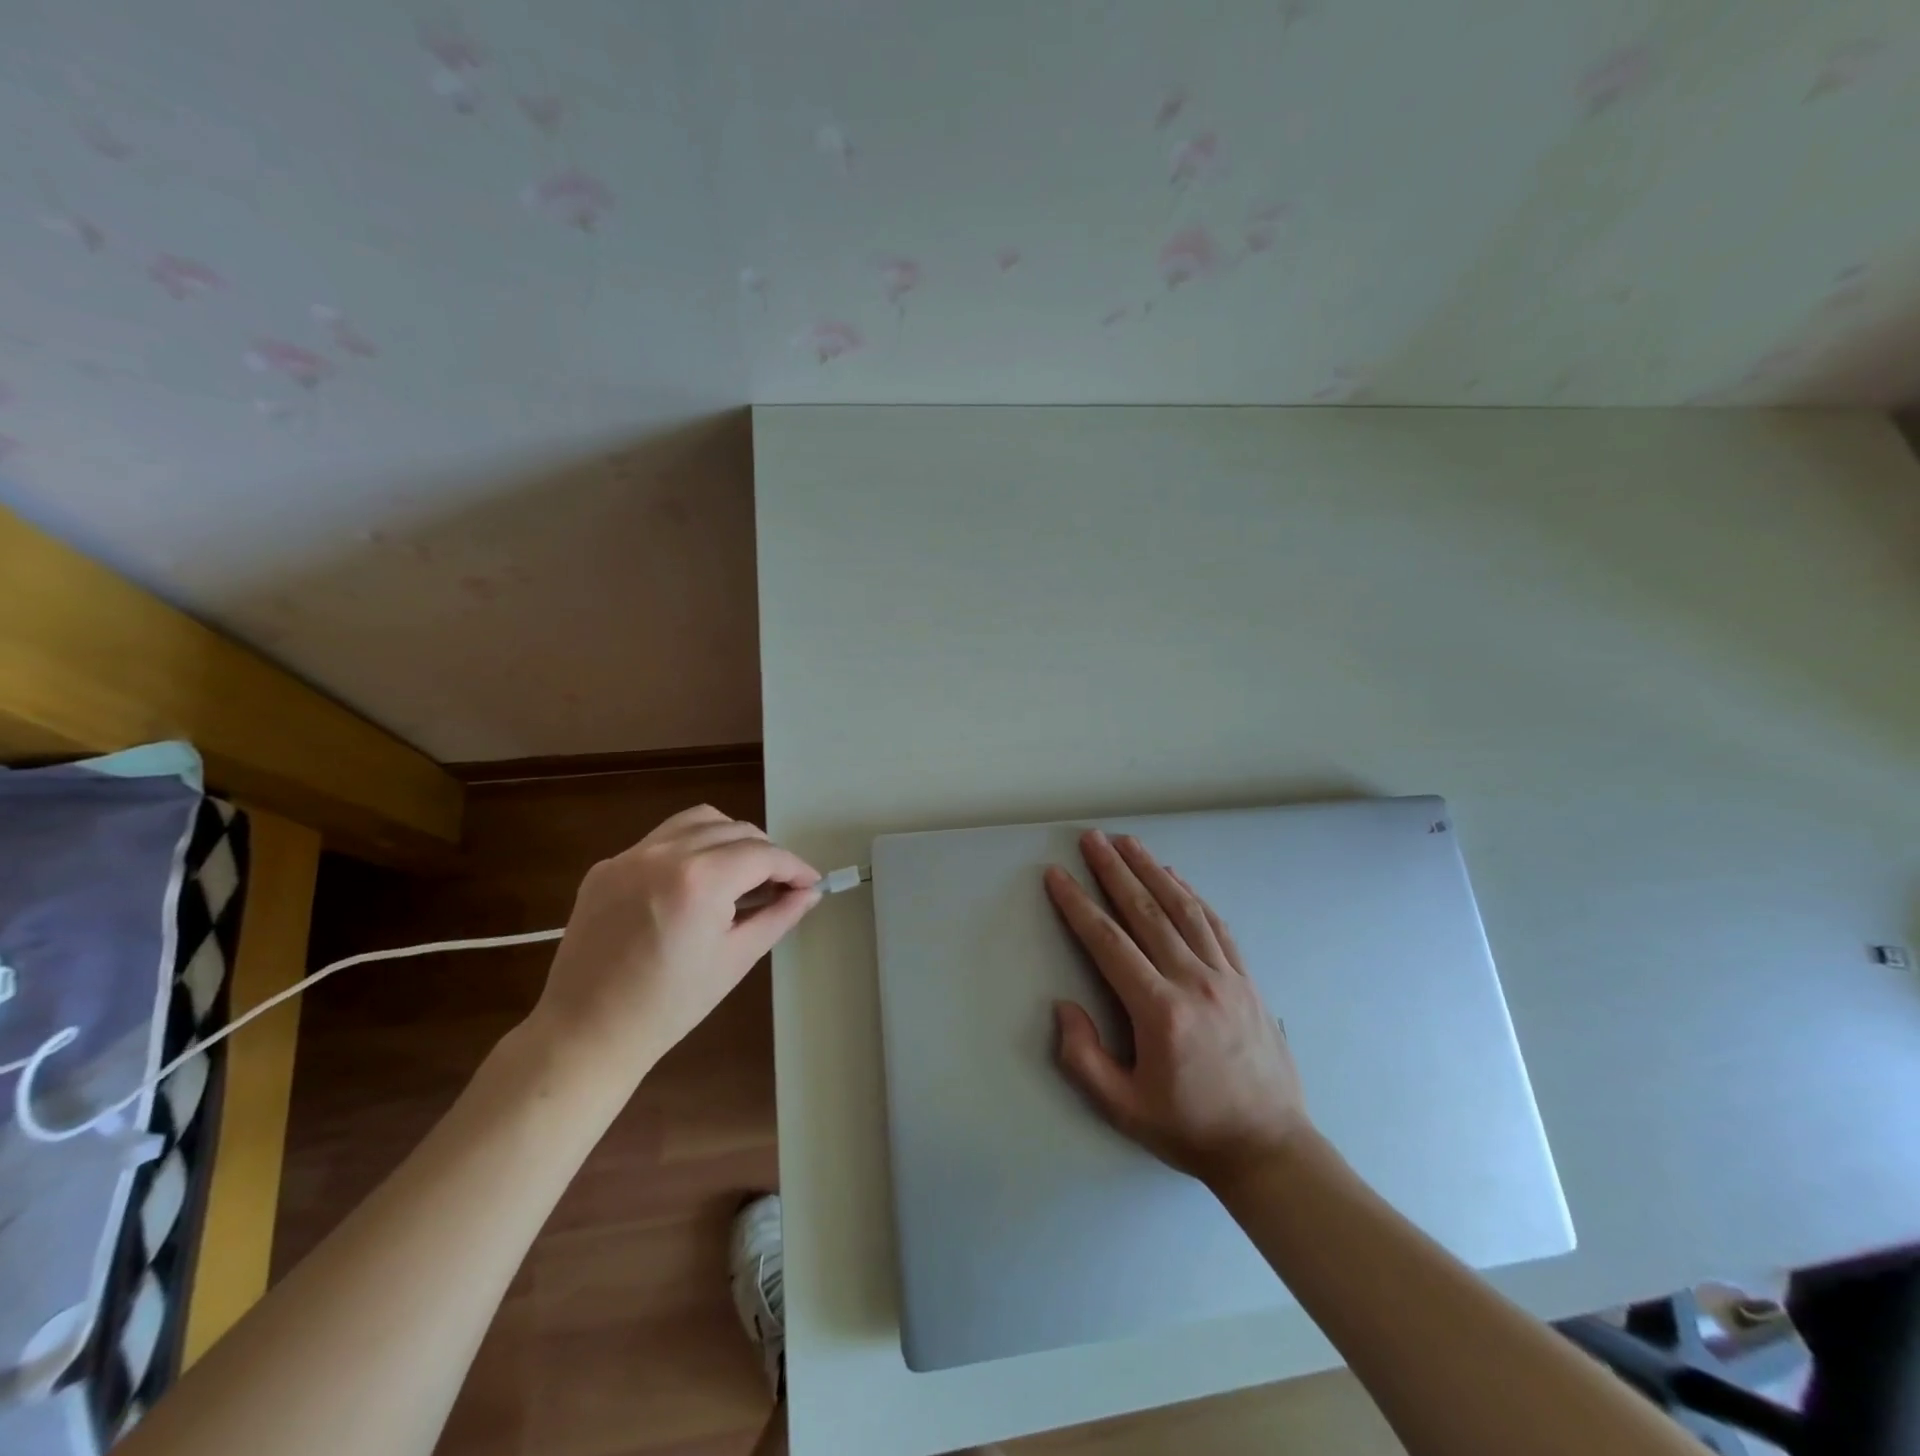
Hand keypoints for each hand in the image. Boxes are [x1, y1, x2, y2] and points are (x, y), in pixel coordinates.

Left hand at [530, 805, 819, 1076]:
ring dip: (729, 837)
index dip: (794, 866)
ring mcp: (629, 856)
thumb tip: (810, 893)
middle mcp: (664, 853)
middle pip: (734, 830)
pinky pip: (661, 840)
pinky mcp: (606, 867)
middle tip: (780, 884)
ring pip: (697, 821)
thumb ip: (778, 916)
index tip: (811, 882)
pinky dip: (690, 848)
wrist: (586, 1032)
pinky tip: (695, 882)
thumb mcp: (736, 959)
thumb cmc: (670, 1005)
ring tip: (741, 872)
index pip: (763, 854)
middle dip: (766, 852)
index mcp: (700, 880)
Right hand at [1044, 830, 1309, 1186]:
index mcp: (1160, 1012)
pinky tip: (1175, 878)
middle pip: (1146, 912)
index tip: (1057, 875)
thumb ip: (1084, 1058)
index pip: (1108, 943)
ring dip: (1152, 870)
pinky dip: (1192, 896)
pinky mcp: (1247, 980)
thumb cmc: (1190, 1129)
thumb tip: (1064, 1007)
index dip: (1078, 905)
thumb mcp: (1124, 1109)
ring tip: (1128, 842)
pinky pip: (1216, 926)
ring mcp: (1226, 977)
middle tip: (1092, 838)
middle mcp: (1194, 982)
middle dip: (1114, 870)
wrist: (1270, 1149)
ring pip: (1183, 909)